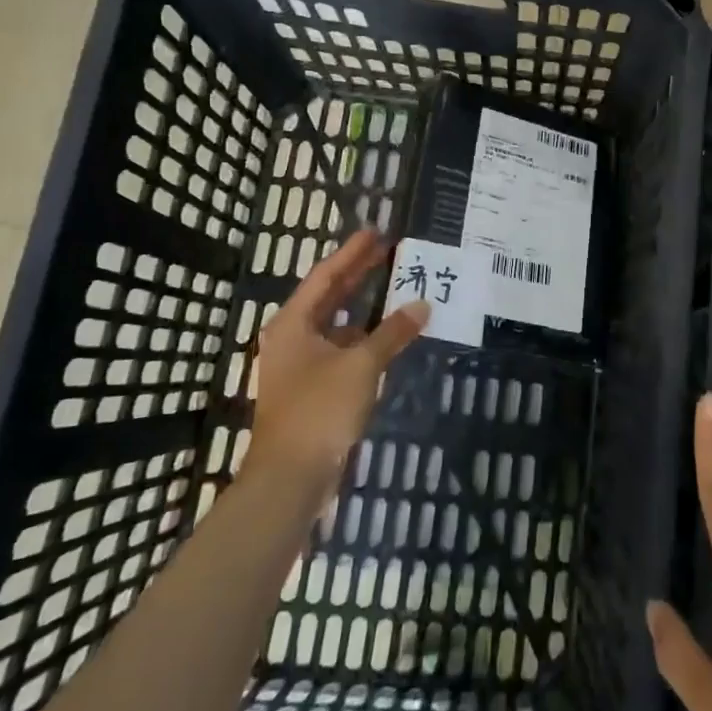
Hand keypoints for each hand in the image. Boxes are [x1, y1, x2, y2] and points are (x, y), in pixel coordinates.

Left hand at [244, 230, 429, 486]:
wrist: (290, 478)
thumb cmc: (320, 410)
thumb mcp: (360, 365)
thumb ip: (392, 332)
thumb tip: (422, 304)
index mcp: (293, 324)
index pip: (326, 276)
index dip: (352, 253)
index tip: (376, 232)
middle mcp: (292, 338)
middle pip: (328, 297)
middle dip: (357, 274)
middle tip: (387, 251)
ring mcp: (300, 366)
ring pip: (336, 326)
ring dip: (363, 308)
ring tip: (393, 287)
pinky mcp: (311, 390)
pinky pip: (341, 350)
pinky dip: (363, 339)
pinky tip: (387, 336)